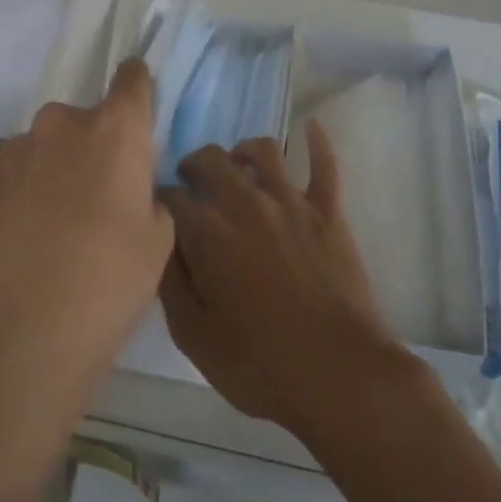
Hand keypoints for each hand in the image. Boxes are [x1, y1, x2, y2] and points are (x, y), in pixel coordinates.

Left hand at [0, 59, 171, 387]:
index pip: (131, 78)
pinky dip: (26, 196)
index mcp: (115, 129)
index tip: (138, 102)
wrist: (18, 335)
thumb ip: (149, 195)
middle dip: (94, 146)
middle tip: (100, 194)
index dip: (137, 85)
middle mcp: (62, 124)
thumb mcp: (159, 240)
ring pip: (47, 148)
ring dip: (56, 170)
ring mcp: (15, 152)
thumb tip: (130, 189)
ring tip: (59, 226)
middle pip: (86, 120)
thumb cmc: (108, 282)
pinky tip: (28, 242)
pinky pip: (17, 178)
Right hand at [161, 123, 403, 436]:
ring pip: (263, 151)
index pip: (171, 197)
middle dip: (194, 165)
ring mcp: (290, 202)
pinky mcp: (328, 211)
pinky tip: (311, 128)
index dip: (161, 200)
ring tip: (238, 163)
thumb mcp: (194, 336)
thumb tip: (160, 245)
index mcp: (207, 232)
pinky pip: (325, 165)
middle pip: (211, 160)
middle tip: (193, 182)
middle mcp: (245, 202)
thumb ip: (171, 283)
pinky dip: (317, 142)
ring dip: (243, 151)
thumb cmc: (259, 363)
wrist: (339, 373)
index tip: (161, 211)